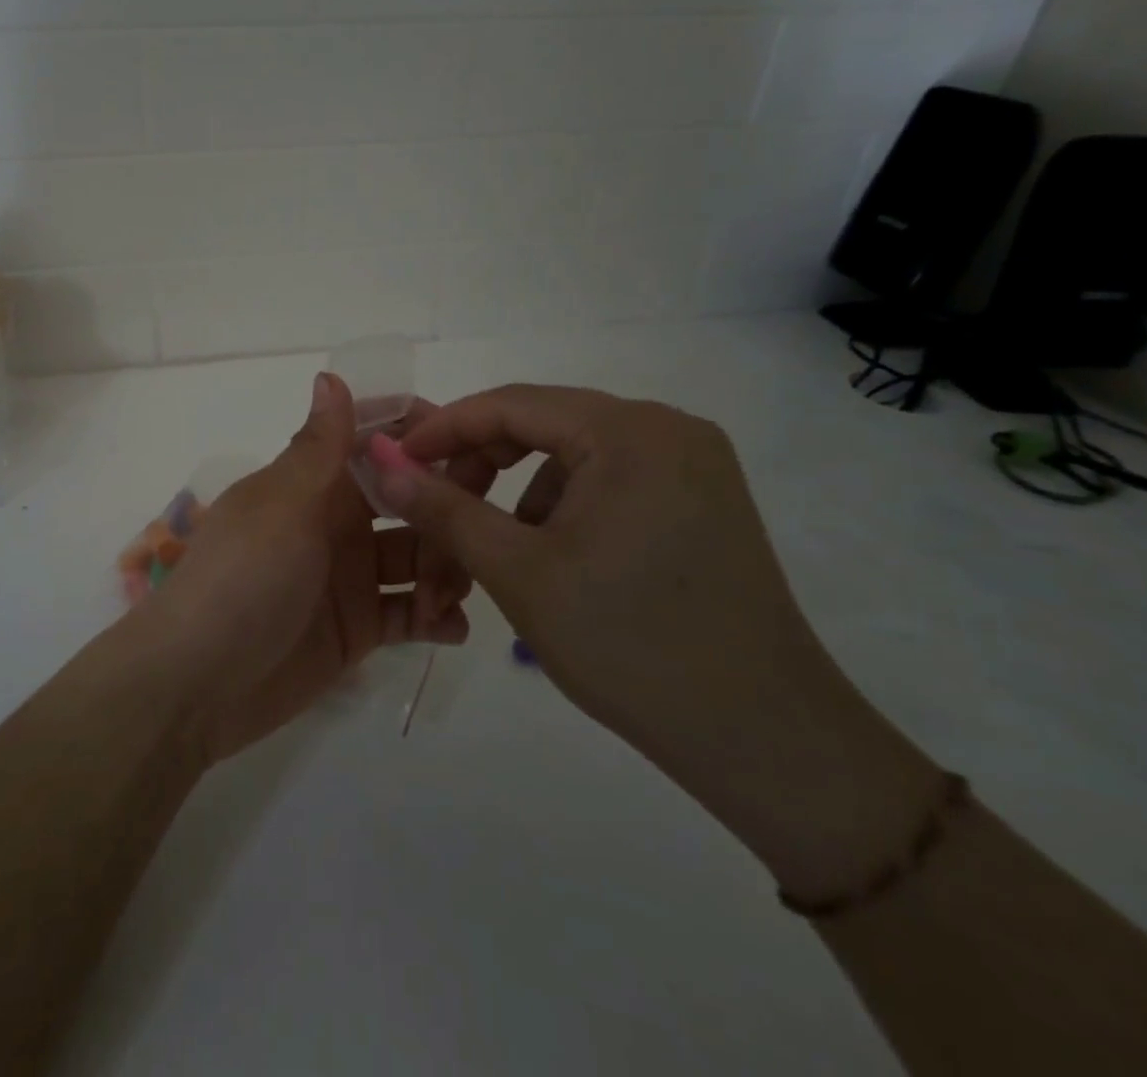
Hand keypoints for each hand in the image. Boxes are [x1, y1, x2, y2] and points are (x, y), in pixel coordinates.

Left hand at [135, 371, 468, 764]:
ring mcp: (349, 577)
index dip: (416, 434)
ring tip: (452, 592)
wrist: (197, 683)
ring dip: (446, 566)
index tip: (468, 443)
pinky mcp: (358, 628)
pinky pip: (410, 613)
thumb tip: (330, 374)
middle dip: (445, 505)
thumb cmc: (242, 579)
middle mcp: (336, 522)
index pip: (373, 440)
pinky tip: (449, 627)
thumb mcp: (282, 506)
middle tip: (481, 527)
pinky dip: (435, 616)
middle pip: (407, 499)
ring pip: (418, 556)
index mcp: (315, 482)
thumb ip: (319, 447)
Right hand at [377, 385, 941, 902]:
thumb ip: (441, 508)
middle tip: (434, 512)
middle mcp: (667, 429)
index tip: (394, 462)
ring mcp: (692, 465)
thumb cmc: (629, 645)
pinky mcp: (702, 500)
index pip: (510, 404)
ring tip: (491, 551)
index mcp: (629, 431)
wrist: (767, 743)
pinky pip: (608, 481)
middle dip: (478, 467)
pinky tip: (550, 559)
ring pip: (571, 456)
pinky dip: (562, 509)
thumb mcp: (517, 571)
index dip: (442, 429)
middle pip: (542, 425)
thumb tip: (379, 462)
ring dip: (517, 495)